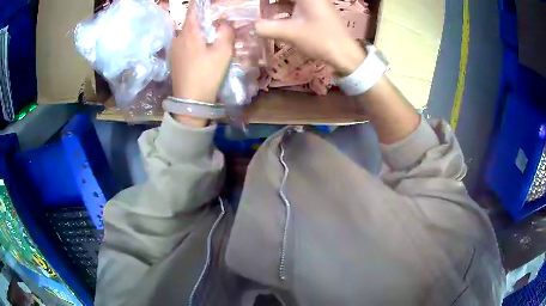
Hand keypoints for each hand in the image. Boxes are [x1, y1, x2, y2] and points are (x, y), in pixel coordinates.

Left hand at [171, 4, 233, 103]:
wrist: (190, 101)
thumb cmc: (207, 74)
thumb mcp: (223, 52)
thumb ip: (226, 32)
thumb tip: (224, 22)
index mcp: (189, 32)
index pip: (194, 9)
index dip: (201, 3)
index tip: (209, 3)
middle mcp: (178, 37)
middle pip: (191, 21)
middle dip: (203, 18)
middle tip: (217, 22)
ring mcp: (174, 49)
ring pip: (187, 33)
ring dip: (198, 31)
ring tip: (210, 37)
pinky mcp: (173, 60)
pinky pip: (184, 43)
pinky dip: (193, 41)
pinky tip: (201, 50)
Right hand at [256, 0, 364, 75]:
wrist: (345, 54)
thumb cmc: (320, 40)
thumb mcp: (290, 33)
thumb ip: (266, 28)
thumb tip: (250, 27)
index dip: (266, 1)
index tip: (254, 5)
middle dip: (269, 3)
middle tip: (256, 9)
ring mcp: (314, 3)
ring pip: (290, 1)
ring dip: (275, 5)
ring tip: (261, 14)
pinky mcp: (316, 12)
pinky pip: (295, 6)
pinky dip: (283, 10)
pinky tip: (274, 19)